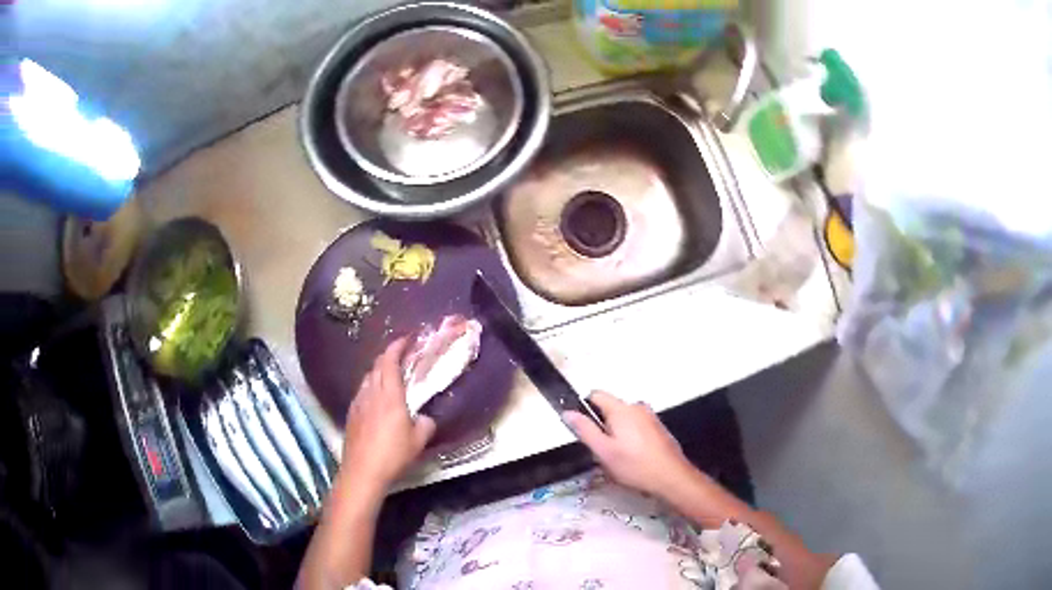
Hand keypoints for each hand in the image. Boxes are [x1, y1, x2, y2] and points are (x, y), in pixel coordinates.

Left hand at [341, 337, 435, 489]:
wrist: (362, 471)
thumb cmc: (393, 454)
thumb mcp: (418, 441)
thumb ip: (425, 424)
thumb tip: (424, 418)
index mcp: (390, 395)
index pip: (390, 361)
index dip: (397, 346)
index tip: (406, 339)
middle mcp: (371, 393)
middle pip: (377, 365)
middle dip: (389, 356)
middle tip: (401, 356)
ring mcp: (358, 403)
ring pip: (368, 378)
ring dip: (379, 371)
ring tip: (390, 376)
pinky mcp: (351, 414)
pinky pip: (362, 392)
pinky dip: (371, 387)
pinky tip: (376, 399)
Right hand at [563, 391, 693, 497]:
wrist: (671, 476)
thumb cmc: (634, 465)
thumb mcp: (604, 451)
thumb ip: (585, 430)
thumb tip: (568, 412)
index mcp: (621, 409)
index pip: (595, 395)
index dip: (584, 408)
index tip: (583, 428)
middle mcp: (637, 407)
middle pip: (610, 409)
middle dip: (602, 426)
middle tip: (601, 450)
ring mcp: (650, 416)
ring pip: (623, 419)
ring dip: (616, 433)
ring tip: (617, 457)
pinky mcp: (658, 428)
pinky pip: (636, 426)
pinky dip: (631, 437)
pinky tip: (633, 458)